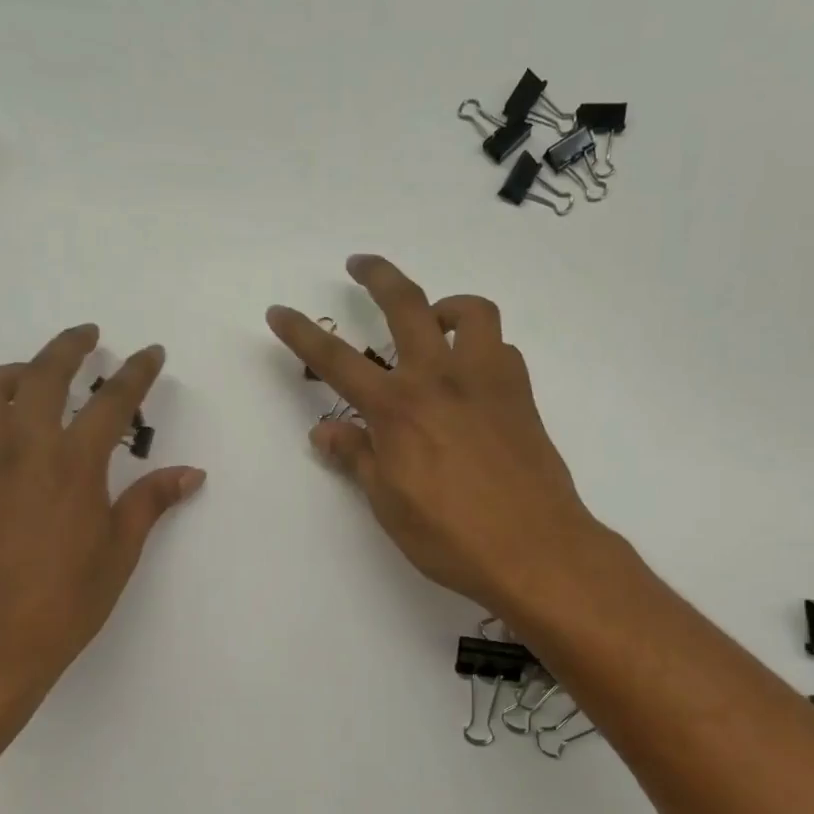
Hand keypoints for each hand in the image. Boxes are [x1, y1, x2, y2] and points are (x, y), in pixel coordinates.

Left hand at [0, 326, 204, 702]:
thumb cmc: (65, 602)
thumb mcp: (119, 552)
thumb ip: (151, 502)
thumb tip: (190, 473)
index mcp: (72, 465)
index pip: (110, 402)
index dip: (135, 374)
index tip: (151, 353)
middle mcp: (24, 450)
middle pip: (42, 375)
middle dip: (69, 347)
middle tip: (90, 335)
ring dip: (20, 366)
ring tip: (41, 370)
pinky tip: (18, 421)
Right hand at [266, 256, 610, 618]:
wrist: (534, 549)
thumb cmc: (451, 536)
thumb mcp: (388, 503)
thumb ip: (357, 458)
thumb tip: (325, 432)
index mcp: (397, 409)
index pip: (336, 360)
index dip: (302, 333)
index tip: (279, 311)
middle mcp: (440, 379)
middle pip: (406, 305)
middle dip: (377, 275)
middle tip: (360, 264)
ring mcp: (487, 381)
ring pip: (470, 311)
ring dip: (446, 305)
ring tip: (434, 322)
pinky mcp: (521, 395)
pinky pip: (501, 349)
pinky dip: (482, 348)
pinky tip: (472, 376)